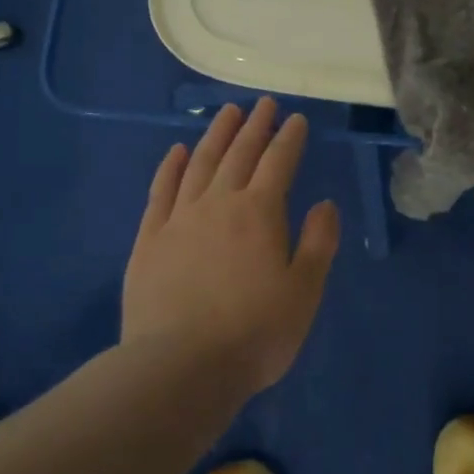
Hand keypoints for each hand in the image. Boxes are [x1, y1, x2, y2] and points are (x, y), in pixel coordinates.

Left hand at [121, 98, 338, 392]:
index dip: (290, 138)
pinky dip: (171, 167)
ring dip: (216, 135)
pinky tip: (177, 151)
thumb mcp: (304, 291)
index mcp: (260, 213)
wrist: (179, 369)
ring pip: (201, 163)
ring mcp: (179, 219)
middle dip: (255, 126)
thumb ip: (318, 242)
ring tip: (228, 112)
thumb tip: (324, 203)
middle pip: (240, 154)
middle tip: (264, 104)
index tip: (297, 119)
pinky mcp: (149, 240)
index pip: (279, 162)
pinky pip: (161, 191)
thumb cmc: (254, 333)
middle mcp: (219, 204)